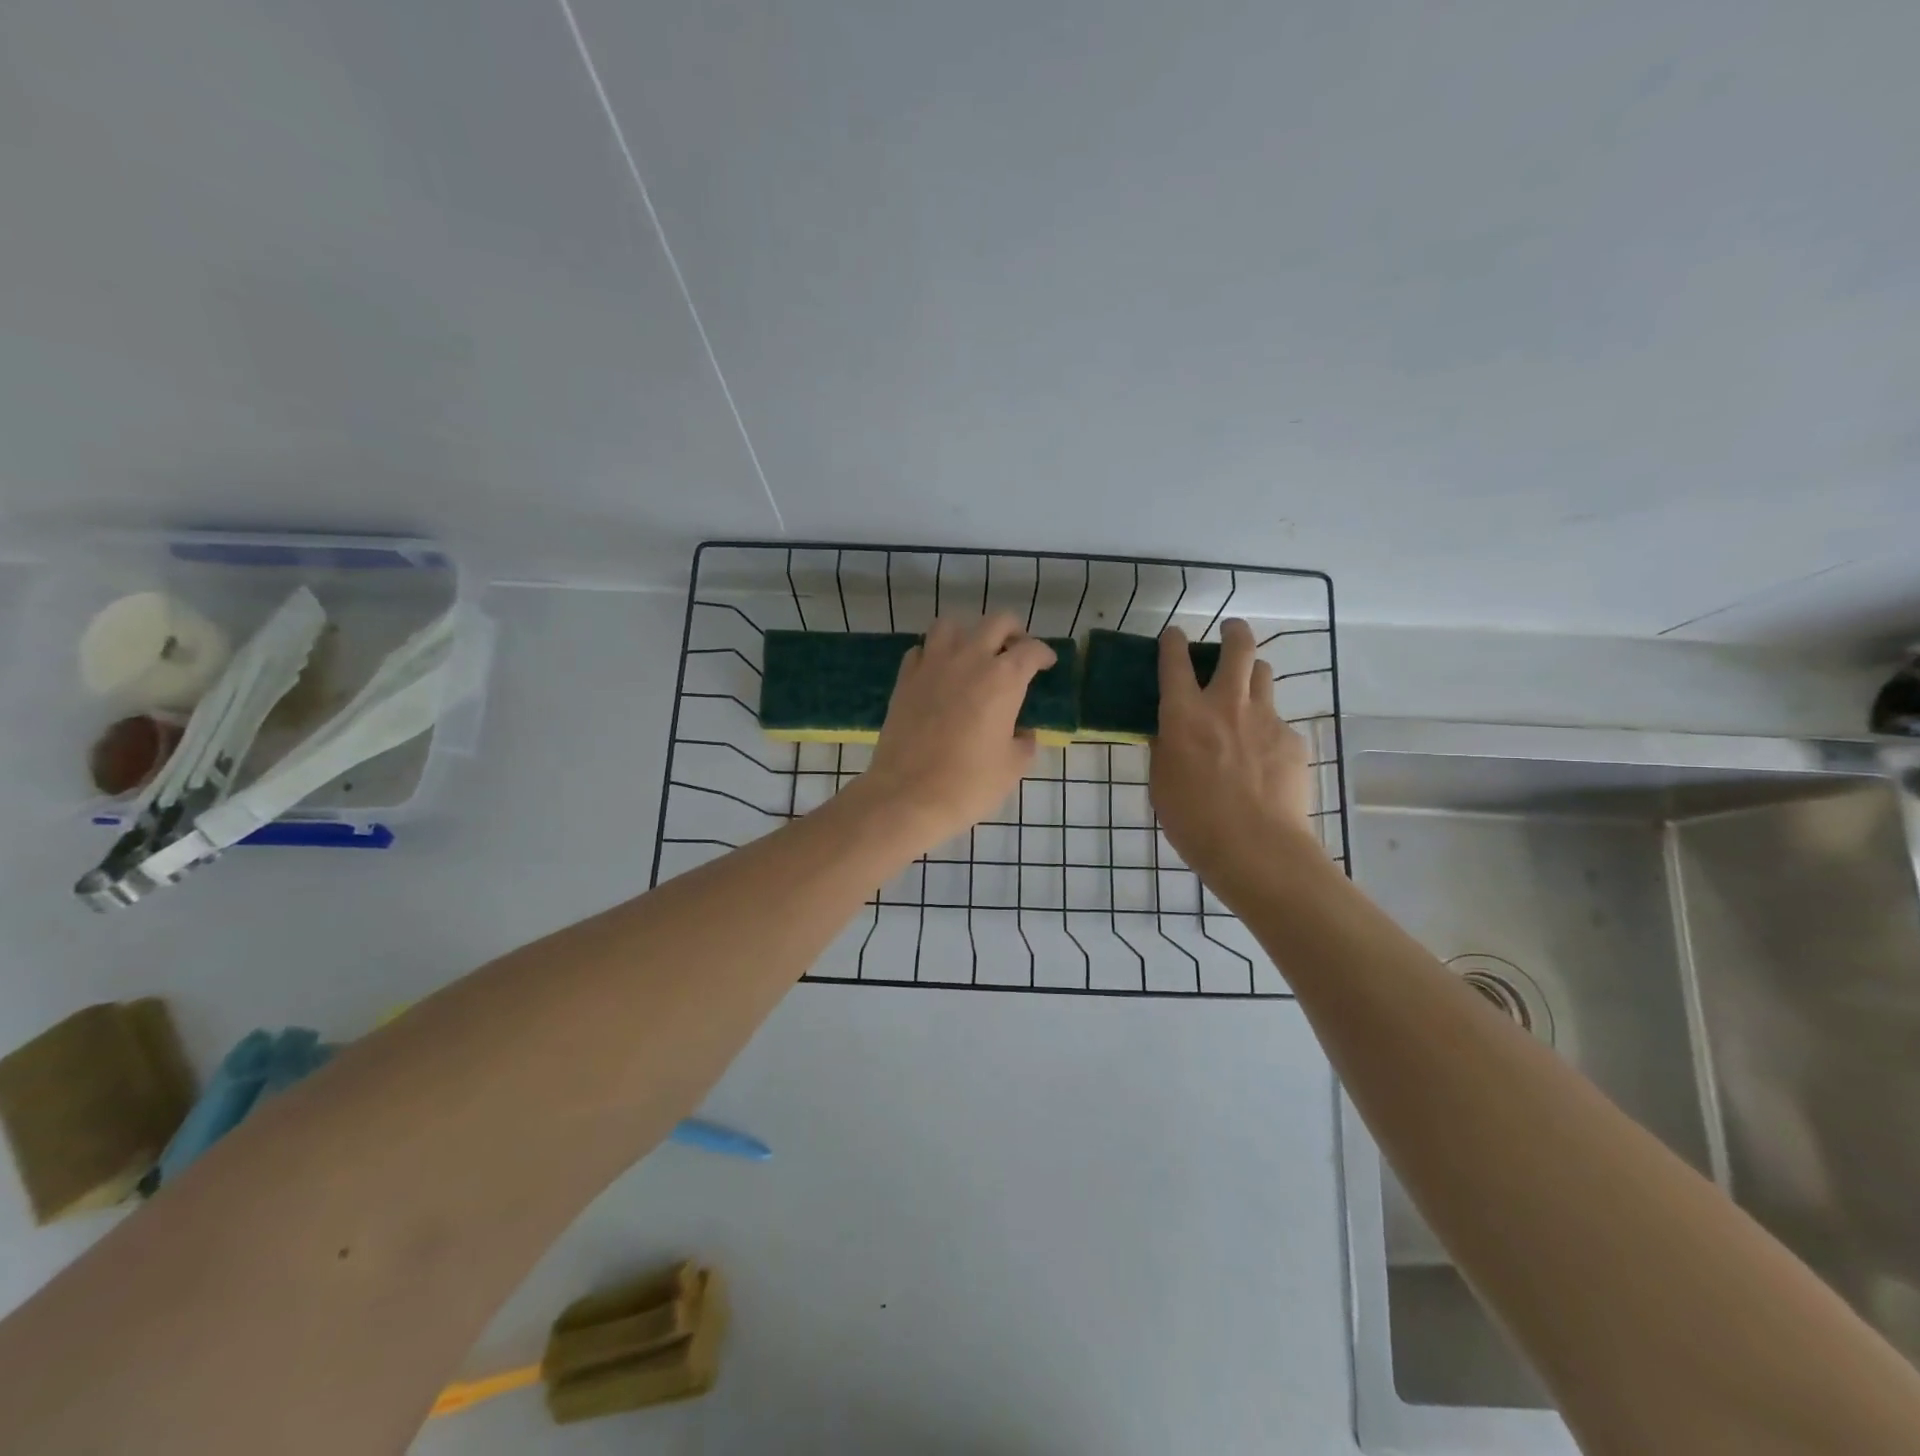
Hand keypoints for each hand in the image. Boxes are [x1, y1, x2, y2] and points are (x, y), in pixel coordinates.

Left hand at [859, 615, 1056, 849]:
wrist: (908, 795)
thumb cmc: (969, 784)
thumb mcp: (1012, 767)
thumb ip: (1024, 743)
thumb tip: (1022, 734)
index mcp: (1003, 679)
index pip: (1031, 650)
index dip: (1043, 654)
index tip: (1046, 664)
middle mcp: (969, 660)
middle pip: (996, 622)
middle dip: (1012, 631)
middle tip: (1015, 650)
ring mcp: (932, 665)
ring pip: (951, 624)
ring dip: (968, 633)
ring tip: (974, 653)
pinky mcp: (905, 679)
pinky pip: (921, 650)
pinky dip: (933, 654)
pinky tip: (939, 673)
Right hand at [1150, 618, 1316, 884]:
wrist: (1255, 848)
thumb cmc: (1193, 820)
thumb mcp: (1161, 783)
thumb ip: (1166, 749)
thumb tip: (1170, 733)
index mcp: (1184, 715)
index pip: (1175, 661)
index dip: (1173, 641)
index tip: (1174, 635)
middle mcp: (1226, 704)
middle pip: (1238, 647)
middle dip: (1234, 632)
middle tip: (1230, 632)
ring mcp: (1265, 719)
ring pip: (1264, 675)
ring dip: (1252, 675)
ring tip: (1246, 693)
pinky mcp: (1292, 740)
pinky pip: (1278, 722)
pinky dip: (1267, 729)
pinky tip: (1264, 759)